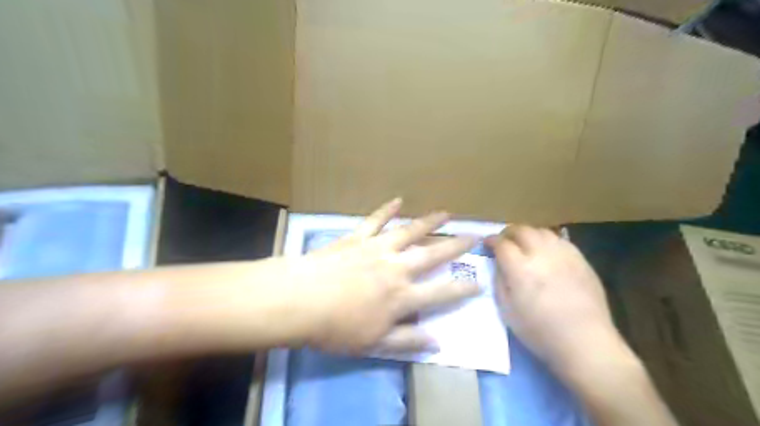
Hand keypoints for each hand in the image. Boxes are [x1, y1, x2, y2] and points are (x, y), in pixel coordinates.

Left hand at [288, 200, 475, 355]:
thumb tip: (438, 342)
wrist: (301, 300)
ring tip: (446, 212)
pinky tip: (398, 200)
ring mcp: (377, 248)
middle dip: (455, 246)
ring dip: (429, 221)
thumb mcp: (375, 343)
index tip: (479, 281)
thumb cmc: (336, 327)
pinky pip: (376, 220)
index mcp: (401, 296)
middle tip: (474, 236)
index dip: (462, 288)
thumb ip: (408, 340)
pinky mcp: (358, 237)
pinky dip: (387, 209)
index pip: (441, 293)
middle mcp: (396, 268)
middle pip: (432, 255)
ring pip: (409, 231)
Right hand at [487, 226, 629, 371]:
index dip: (491, 240)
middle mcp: (541, 254)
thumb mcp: (506, 310)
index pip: (501, 243)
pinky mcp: (581, 259)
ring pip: (541, 231)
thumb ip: (499, 281)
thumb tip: (499, 264)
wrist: (584, 342)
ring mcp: (564, 254)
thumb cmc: (539, 331)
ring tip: (524, 244)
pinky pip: (560, 240)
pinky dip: (547, 240)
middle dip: (508, 232)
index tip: (487, 243)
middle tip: (504, 241)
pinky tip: (546, 252)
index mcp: (520, 268)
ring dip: (528, 234)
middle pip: (521, 230)